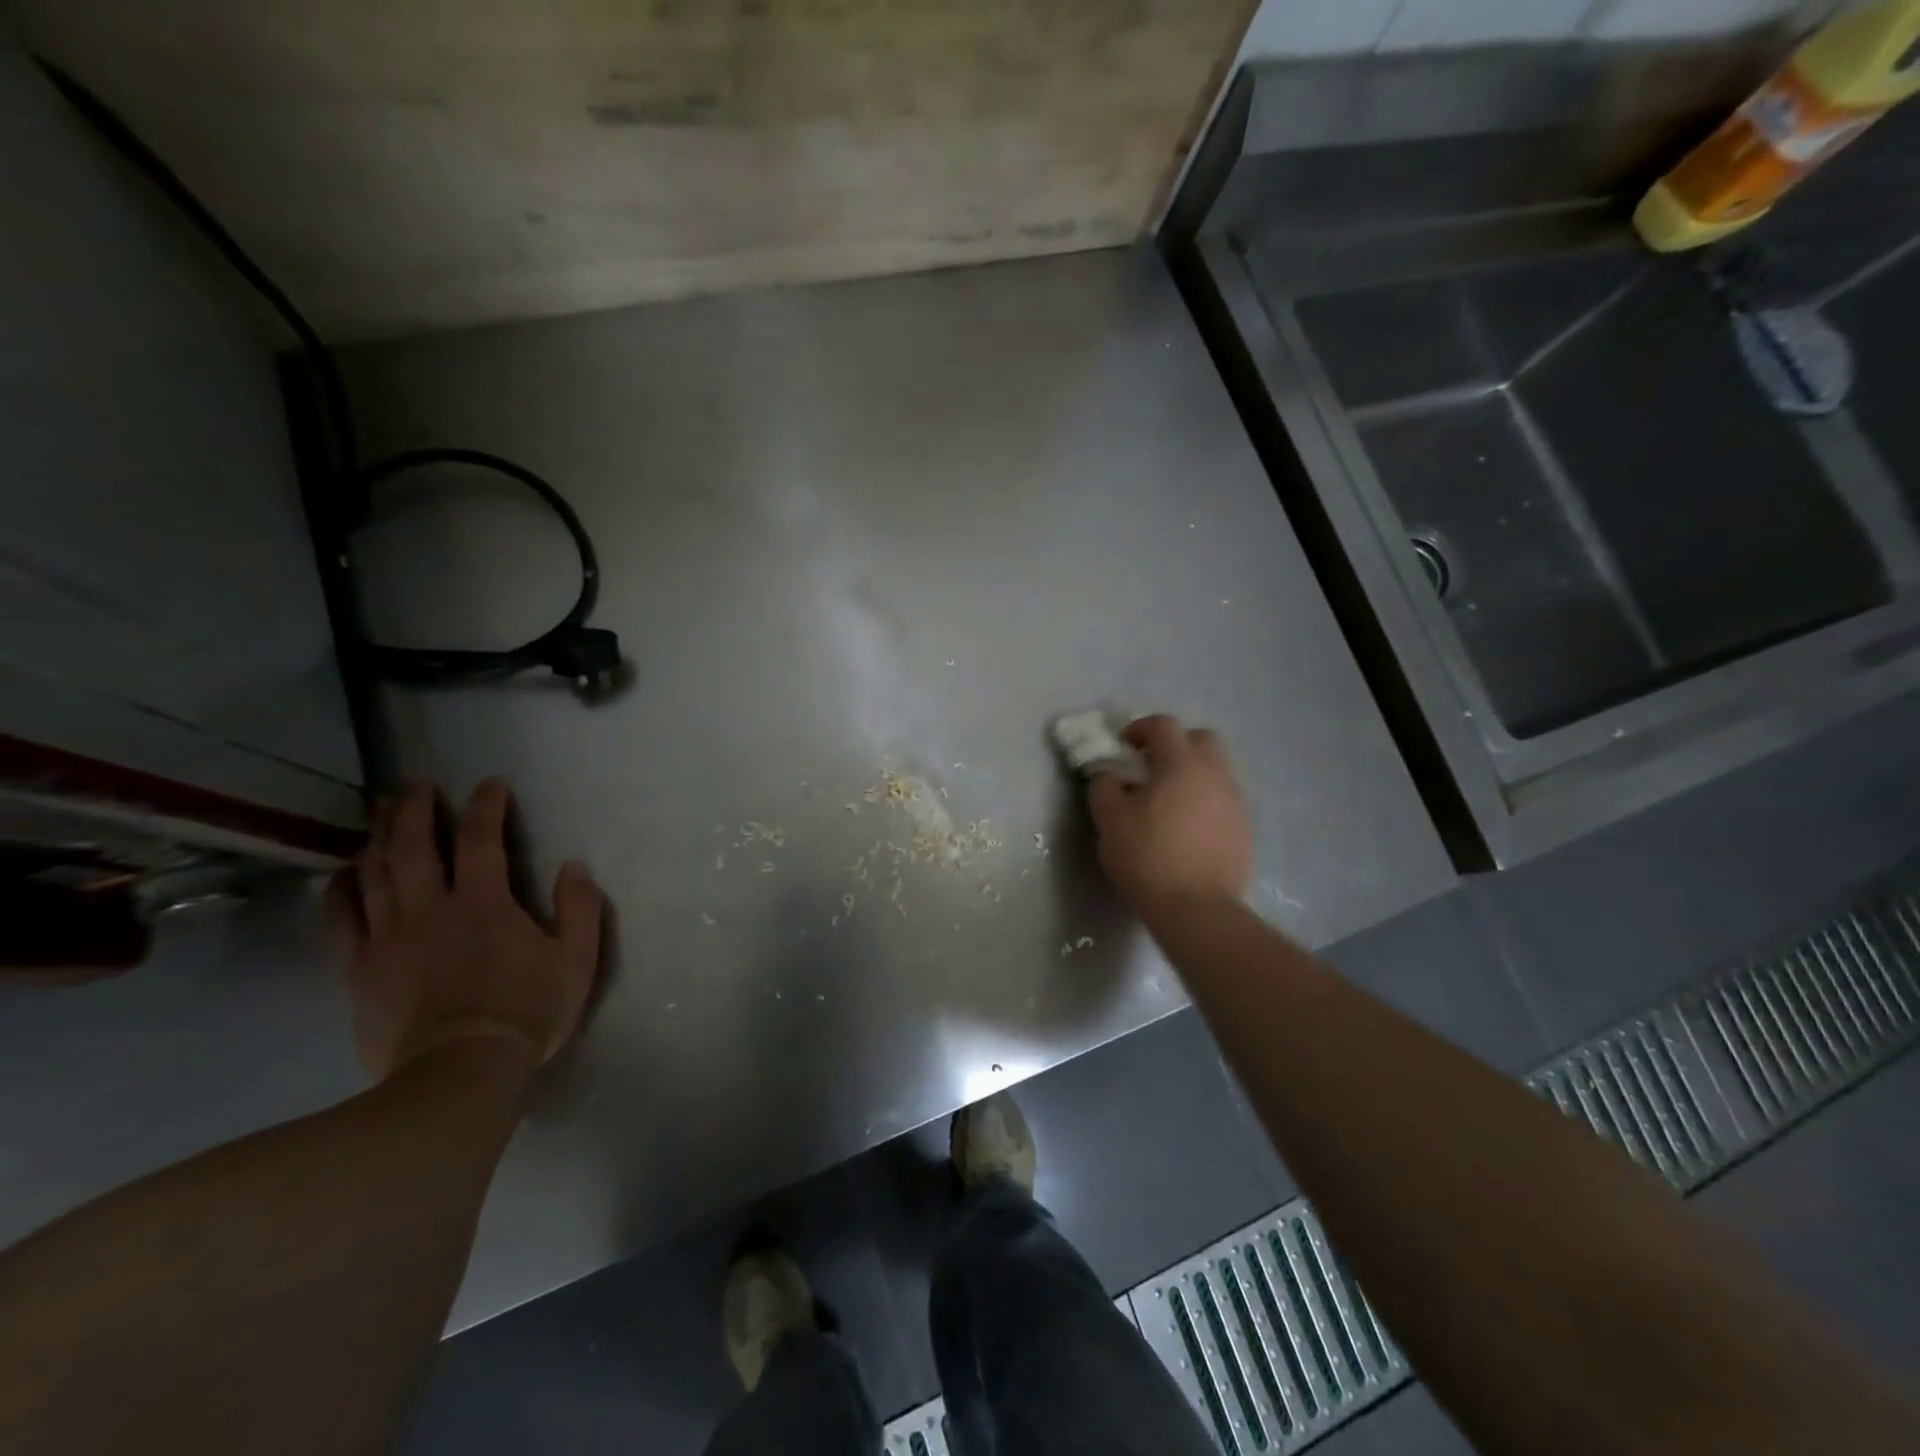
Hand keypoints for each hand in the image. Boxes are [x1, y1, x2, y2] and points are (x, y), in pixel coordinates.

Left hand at [330, 780, 603, 1080]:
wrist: (459, 1074)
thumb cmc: (527, 1013)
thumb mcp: (576, 960)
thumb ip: (579, 908)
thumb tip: (573, 866)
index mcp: (485, 903)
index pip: (483, 838)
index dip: (486, 806)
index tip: (491, 785)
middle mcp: (430, 908)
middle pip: (414, 846)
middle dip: (415, 809)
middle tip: (416, 786)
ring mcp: (388, 938)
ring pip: (375, 873)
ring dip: (379, 836)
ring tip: (382, 812)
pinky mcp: (359, 969)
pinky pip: (341, 918)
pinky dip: (341, 888)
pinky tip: (344, 872)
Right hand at [1087, 715, 1251, 919]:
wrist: (1196, 908)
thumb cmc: (1147, 856)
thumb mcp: (1109, 819)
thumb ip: (1104, 786)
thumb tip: (1110, 774)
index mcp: (1181, 763)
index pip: (1164, 725)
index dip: (1140, 728)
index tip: (1123, 746)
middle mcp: (1215, 774)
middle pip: (1201, 739)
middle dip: (1176, 744)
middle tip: (1152, 767)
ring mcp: (1235, 801)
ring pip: (1216, 770)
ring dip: (1192, 774)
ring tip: (1168, 802)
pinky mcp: (1244, 829)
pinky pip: (1222, 799)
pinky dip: (1204, 801)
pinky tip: (1186, 828)